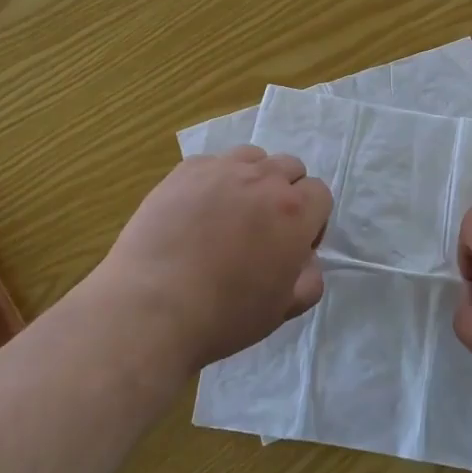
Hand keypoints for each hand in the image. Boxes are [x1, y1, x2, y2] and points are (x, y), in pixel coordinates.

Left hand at [94, 146, 331, 372]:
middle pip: (290, 167)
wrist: (151, 308)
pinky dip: (215, 180)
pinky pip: (213, 163)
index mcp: (294, 211)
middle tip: (263, 229)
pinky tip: (197, 211)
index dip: (312, 221)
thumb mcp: (284, 309)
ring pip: (253, 157)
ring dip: (253, 178)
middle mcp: (263, 179)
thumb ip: (310, 278)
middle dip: (286, 193)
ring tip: (231, 212)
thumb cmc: (224, 314)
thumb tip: (305, 259)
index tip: (292, 247)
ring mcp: (221, 169)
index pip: (320, 193)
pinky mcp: (184, 171)